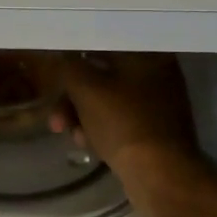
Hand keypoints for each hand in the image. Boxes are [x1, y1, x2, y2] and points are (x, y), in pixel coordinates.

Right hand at [50, 53, 200, 177]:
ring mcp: (159, 103)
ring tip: (68, 133)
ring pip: (109, 99)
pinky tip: (87, 144)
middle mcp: (158, 72)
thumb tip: (62, 55)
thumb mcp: (86, 88)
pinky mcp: (156, 129)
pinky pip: (120, 119)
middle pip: (103, 74)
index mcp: (147, 53)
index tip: (56, 67)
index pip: (104, 41)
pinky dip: (101, 127)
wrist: (161, 176)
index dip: (76, 52)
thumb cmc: (123, 123)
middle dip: (74, 95)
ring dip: (83, 114)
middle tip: (56, 116)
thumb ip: (69, 65)